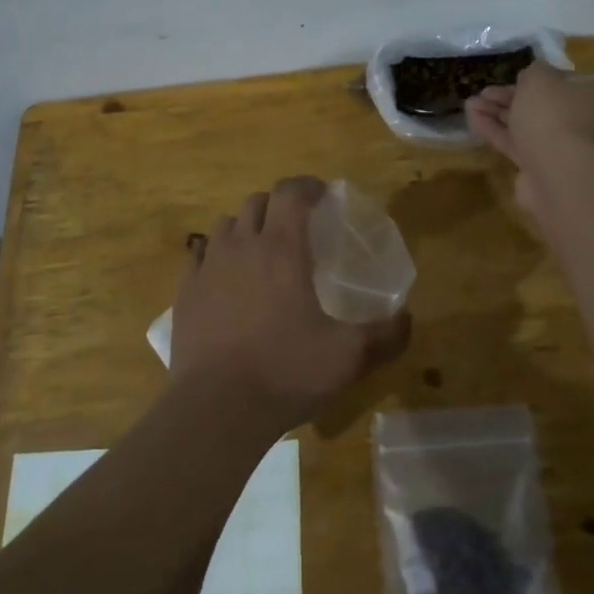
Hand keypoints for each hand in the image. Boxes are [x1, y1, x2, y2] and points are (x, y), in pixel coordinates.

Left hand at [170, 176, 410, 433]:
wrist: (216, 408)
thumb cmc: (285, 371)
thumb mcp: (348, 357)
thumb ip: (385, 335)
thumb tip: (409, 318)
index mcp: (282, 249)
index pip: (291, 192)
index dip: (308, 186)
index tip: (323, 195)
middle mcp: (242, 246)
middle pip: (258, 202)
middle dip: (279, 205)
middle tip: (297, 226)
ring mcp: (208, 267)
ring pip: (227, 224)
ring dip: (247, 227)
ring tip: (261, 250)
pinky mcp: (185, 291)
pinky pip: (199, 254)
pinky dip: (216, 254)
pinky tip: (225, 276)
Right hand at [467, 63, 593, 220]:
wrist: (559, 174)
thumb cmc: (554, 116)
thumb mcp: (539, 79)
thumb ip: (533, 72)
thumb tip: (530, 78)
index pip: (563, 82)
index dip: (534, 79)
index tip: (510, 77)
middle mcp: (583, 122)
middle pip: (542, 105)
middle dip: (509, 98)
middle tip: (483, 92)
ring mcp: (563, 148)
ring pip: (526, 126)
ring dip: (497, 114)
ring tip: (469, 104)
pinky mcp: (542, 169)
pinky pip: (517, 146)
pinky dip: (496, 132)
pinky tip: (473, 120)